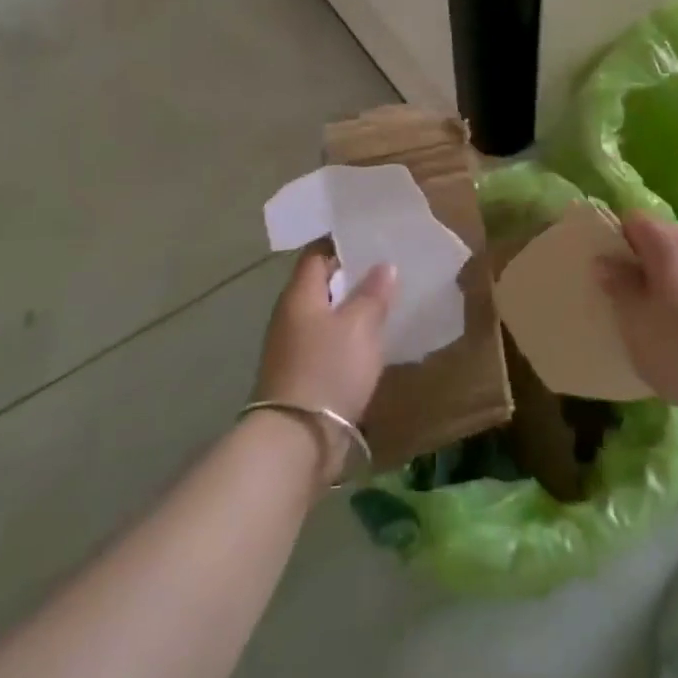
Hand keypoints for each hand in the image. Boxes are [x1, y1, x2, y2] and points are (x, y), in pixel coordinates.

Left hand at [251, 247, 395, 473]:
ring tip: (385, 305)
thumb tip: (383, 265)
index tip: (370, 239)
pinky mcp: (300, 376)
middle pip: (320, 285)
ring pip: (324, 316)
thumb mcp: (360, 325)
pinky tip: (370, 344)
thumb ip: (373, 293)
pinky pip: (326, 344)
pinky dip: (347, 338)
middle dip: (350, 277)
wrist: (297, 439)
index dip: (340, 243)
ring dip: (350, 310)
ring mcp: (292, 348)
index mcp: (299, 295)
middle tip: (387, 270)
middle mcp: (290, 316)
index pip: (316, 255)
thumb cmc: (328, 369)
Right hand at [596, 212, 677, 422]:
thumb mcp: (634, 321)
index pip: (634, 219)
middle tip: (631, 297)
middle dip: (644, 260)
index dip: (616, 239)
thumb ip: (618, 285)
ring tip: (663, 318)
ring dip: (672, 279)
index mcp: (670, 242)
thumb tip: (606, 261)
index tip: (609, 271)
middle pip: (664, 237)